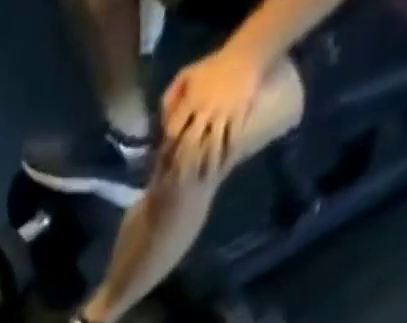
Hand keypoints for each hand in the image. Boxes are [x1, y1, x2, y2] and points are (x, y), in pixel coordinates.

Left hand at [161, 42, 268, 182]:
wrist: (245, 54)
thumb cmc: (211, 68)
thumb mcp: (186, 75)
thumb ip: (170, 97)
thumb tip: (160, 122)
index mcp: (191, 99)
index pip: (174, 129)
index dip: (167, 147)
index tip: (162, 163)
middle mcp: (206, 108)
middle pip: (191, 142)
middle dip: (183, 164)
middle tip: (177, 184)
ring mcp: (224, 113)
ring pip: (212, 145)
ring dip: (206, 166)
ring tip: (200, 183)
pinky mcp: (239, 115)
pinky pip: (232, 140)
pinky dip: (226, 156)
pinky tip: (222, 171)